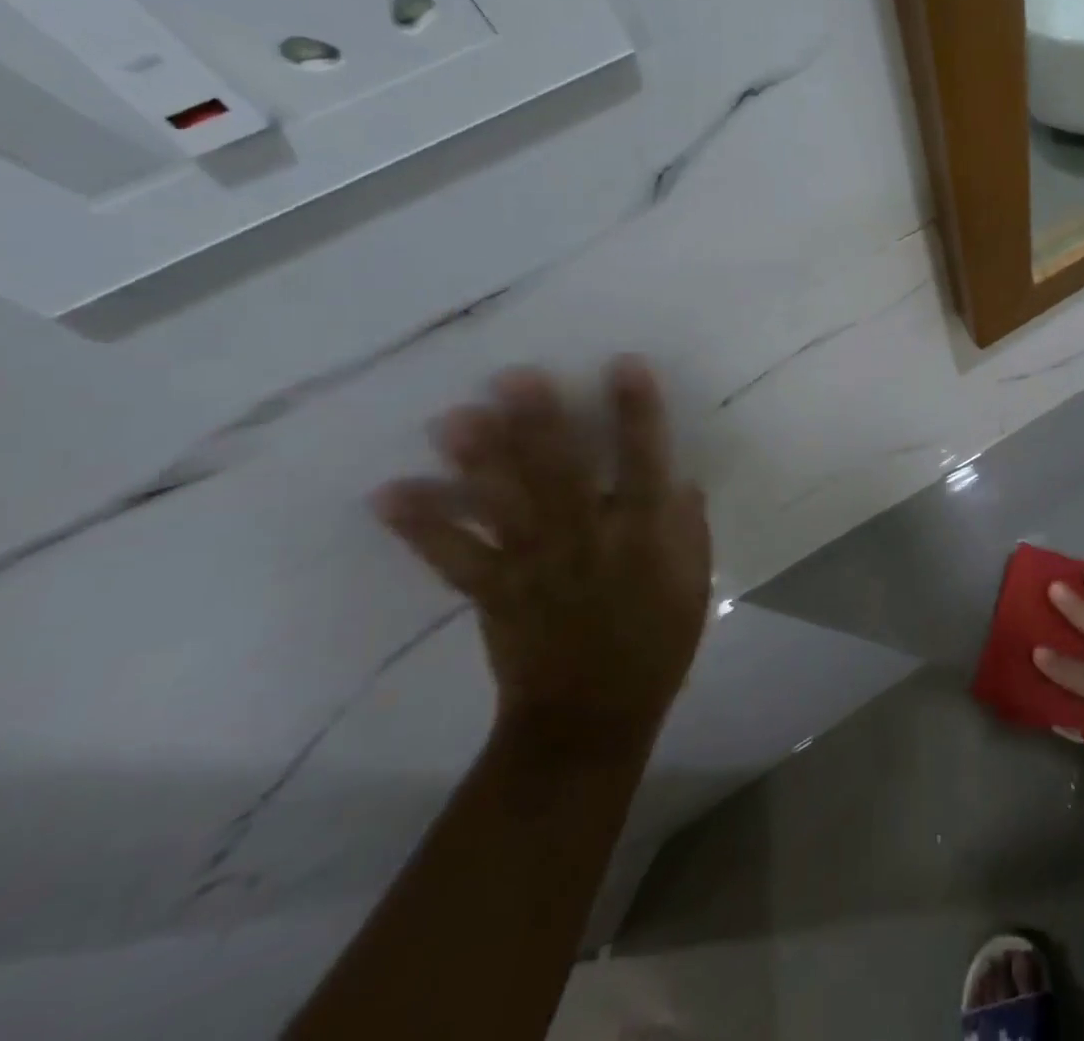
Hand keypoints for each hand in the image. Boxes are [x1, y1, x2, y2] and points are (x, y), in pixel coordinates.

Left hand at [374, 357, 712, 744]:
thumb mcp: (693, 584)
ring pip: (505, 506)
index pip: (641, 464)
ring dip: (478, 463)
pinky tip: (390, 493)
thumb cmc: (655, 644)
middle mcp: (585, 541)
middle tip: (514, 377)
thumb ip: (687, 530)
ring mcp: (534, 566)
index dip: (635, 414)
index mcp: (640, 537)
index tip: (623, 365)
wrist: (591, 718)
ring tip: (452, 419)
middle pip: (560, 474)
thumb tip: (678, 482)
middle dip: (539, 424)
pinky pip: (454, 556)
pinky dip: (421, 527)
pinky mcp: (493, 592)